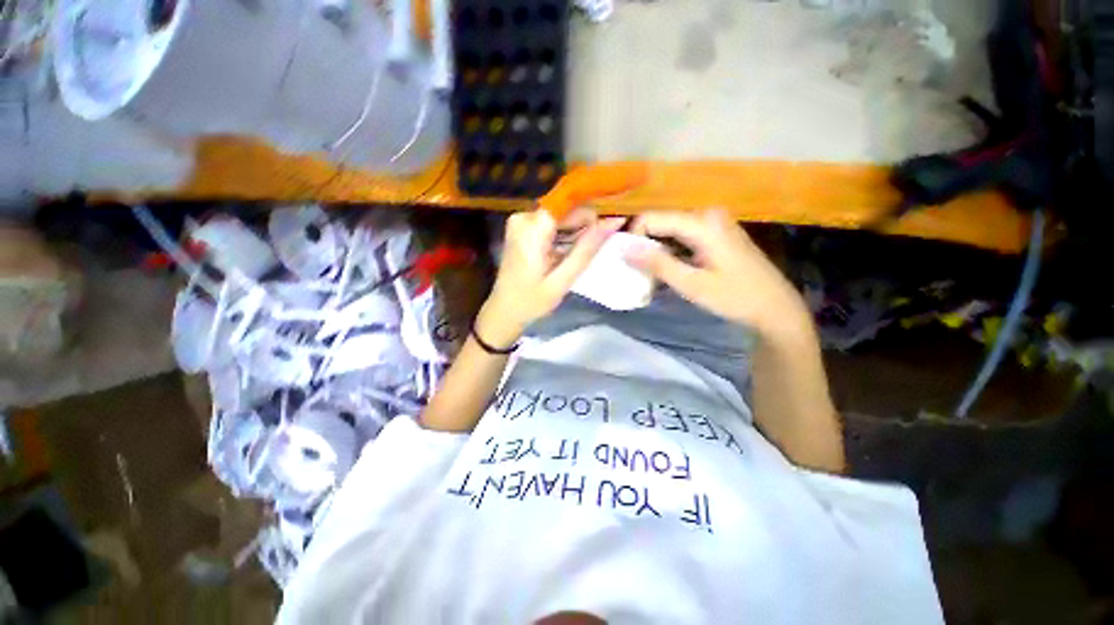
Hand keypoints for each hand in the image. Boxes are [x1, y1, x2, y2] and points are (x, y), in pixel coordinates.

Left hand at [477, 210, 622, 347]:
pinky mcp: (521, 228)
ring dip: (574, 232)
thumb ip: (587, 249)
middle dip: (583, 226)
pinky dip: (562, 236)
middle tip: (592, 249)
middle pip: (565, 209)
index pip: (571, 203)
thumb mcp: (563, 279)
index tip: (609, 226)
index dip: (592, 213)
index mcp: (532, 228)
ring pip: (560, 216)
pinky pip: (550, 223)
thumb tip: (614, 221)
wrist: (503, 311)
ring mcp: (520, 220)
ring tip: (577, 255)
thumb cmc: (532, 301)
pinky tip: (565, 254)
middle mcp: (524, 216)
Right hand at [626, 209, 809, 335]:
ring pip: (670, 230)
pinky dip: (669, 251)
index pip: (652, 218)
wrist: (775, 308)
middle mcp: (707, 214)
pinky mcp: (716, 233)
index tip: (624, 260)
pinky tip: (666, 270)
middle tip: (634, 270)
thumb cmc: (735, 297)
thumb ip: (657, 264)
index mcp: (702, 222)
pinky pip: (682, 236)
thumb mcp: (692, 284)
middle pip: (661, 222)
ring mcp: (713, 223)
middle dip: (643, 244)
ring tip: (647, 273)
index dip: (633, 236)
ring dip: (655, 249)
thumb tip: (623, 248)